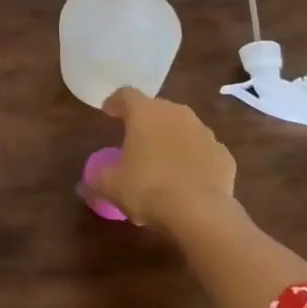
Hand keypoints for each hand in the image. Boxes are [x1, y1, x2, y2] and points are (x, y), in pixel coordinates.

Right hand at [84, 87, 237, 233]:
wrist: (201, 212)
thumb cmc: (148, 189)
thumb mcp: (111, 186)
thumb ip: (95, 180)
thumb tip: (82, 185)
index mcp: (145, 113)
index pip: (126, 95)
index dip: (115, 102)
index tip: (108, 112)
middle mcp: (176, 113)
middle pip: (156, 109)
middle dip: (145, 121)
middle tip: (135, 140)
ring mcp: (204, 132)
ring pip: (182, 127)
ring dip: (171, 138)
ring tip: (162, 161)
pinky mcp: (223, 154)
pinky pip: (203, 150)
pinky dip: (194, 158)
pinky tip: (188, 178)